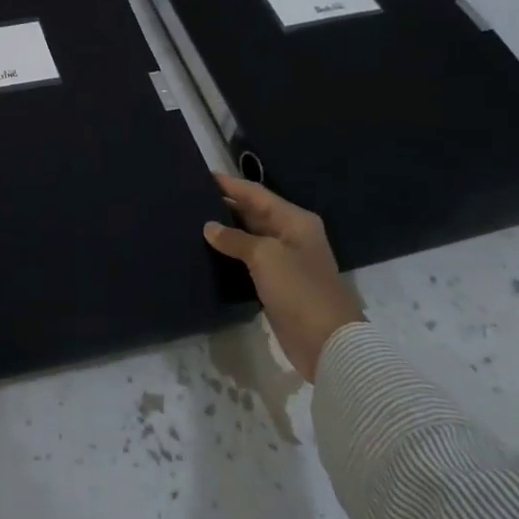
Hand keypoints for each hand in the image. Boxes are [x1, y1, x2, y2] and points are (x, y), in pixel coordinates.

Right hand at [204, 175, 364, 380]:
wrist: (327, 342)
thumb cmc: (299, 289)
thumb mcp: (265, 256)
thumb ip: (235, 239)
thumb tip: (209, 227)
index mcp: (295, 220)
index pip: (256, 194)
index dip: (229, 184)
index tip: (201, 176)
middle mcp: (292, 235)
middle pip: (254, 213)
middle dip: (226, 206)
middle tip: (190, 199)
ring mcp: (286, 260)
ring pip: (250, 237)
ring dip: (227, 231)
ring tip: (193, 222)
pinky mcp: (278, 284)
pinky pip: (250, 261)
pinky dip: (232, 254)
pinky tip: (209, 252)